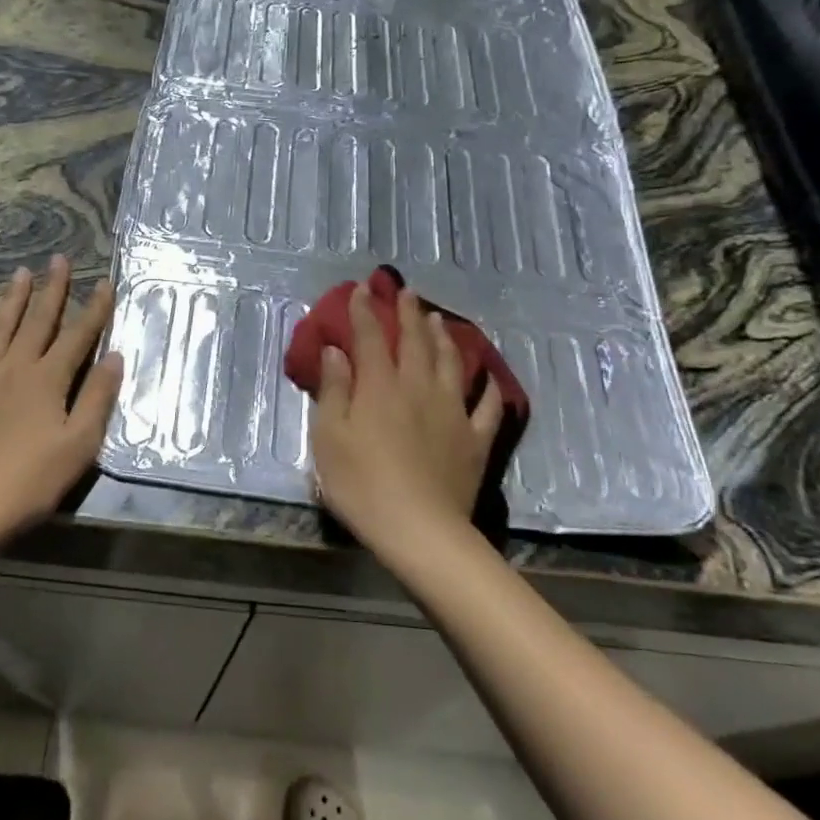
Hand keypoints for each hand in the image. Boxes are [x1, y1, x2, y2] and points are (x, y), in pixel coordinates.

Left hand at [0, 256, 121, 548]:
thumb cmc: (28, 483)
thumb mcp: (79, 445)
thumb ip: (97, 398)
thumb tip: (115, 355)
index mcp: (46, 380)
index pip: (77, 336)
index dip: (94, 309)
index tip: (105, 282)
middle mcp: (11, 368)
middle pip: (37, 322)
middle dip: (53, 290)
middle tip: (59, 259)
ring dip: (10, 300)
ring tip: (21, 273)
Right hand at [309, 283, 503, 558]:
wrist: (420, 530)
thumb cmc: (362, 485)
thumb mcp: (330, 438)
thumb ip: (334, 391)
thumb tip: (336, 351)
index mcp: (380, 387)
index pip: (372, 338)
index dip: (365, 311)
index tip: (362, 289)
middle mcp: (419, 389)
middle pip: (416, 342)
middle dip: (409, 314)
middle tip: (408, 292)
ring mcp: (453, 412)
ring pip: (452, 364)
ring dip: (444, 338)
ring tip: (440, 321)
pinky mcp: (475, 440)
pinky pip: (488, 406)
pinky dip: (489, 388)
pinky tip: (488, 379)